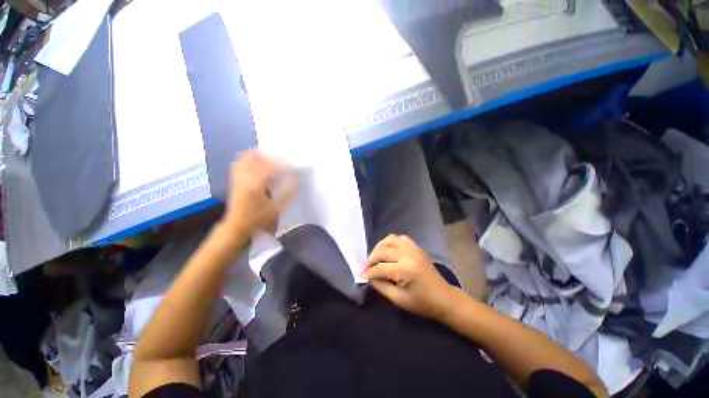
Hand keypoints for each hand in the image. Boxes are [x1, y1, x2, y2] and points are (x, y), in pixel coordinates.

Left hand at [223, 150, 296, 235]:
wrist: (237, 225)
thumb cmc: (258, 219)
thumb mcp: (276, 209)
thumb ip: (287, 193)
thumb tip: (295, 179)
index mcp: (255, 186)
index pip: (270, 167)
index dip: (283, 164)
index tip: (293, 165)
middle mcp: (244, 177)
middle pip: (258, 157)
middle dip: (272, 156)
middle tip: (284, 158)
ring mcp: (237, 176)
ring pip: (247, 157)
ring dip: (262, 154)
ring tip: (273, 158)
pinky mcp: (234, 178)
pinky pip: (241, 161)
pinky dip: (251, 157)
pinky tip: (260, 161)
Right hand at [363, 234, 458, 320]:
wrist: (444, 298)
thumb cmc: (422, 303)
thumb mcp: (399, 300)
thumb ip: (381, 287)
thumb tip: (370, 277)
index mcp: (405, 270)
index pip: (380, 268)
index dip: (369, 272)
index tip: (361, 275)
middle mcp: (408, 255)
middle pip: (382, 251)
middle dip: (371, 259)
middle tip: (366, 267)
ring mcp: (413, 249)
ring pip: (390, 239)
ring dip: (379, 247)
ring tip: (375, 256)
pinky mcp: (417, 247)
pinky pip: (400, 238)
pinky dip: (391, 242)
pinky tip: (388, 250)